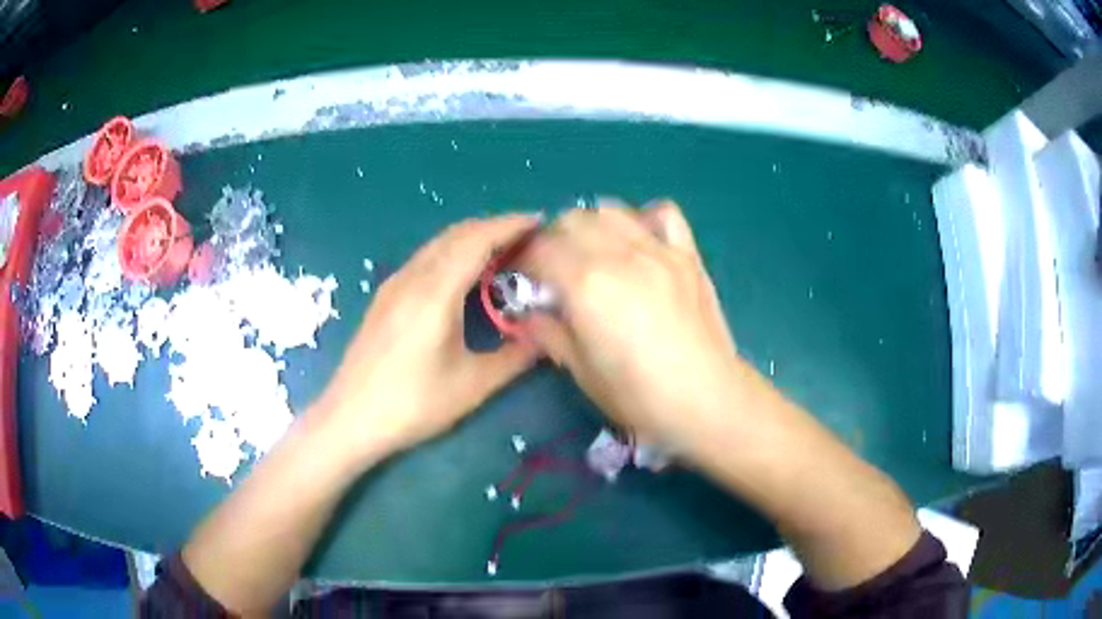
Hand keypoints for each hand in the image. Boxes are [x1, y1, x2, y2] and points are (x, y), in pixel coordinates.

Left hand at [315, 215, 540, 463]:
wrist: (351, 418)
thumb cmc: (413, 404)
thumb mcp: (473, 385)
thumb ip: (516, 356)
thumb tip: (548, 335)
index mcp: (435, 292)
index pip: (478, 239)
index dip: (511, 225)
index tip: (541, 222)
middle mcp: (412, 277)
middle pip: (457, 233)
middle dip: (495, 227)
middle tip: (529, 238)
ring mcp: (394, 284)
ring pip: (438, 244)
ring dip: (473, 238)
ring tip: (504, 252)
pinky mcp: (385, 296)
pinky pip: (425, 258)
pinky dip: (453, 253)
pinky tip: (464, 274)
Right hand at [518, 199, 738, 444]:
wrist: (708, 400)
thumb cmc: (639, 396)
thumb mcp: (581, 372)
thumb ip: (549, 333)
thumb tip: (528, 314)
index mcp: (587, 285)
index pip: (540, 251)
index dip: (522, 262)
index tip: (520, 279)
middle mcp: (621, 255)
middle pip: (572, 221)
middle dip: (552, 241)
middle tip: (552, 270)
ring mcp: (658, 250)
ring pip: (610, 211)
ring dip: (589, 226)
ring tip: (590, 254)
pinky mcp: (687, 255)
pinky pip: (662, 214)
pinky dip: (642, 219)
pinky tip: (637, 242)